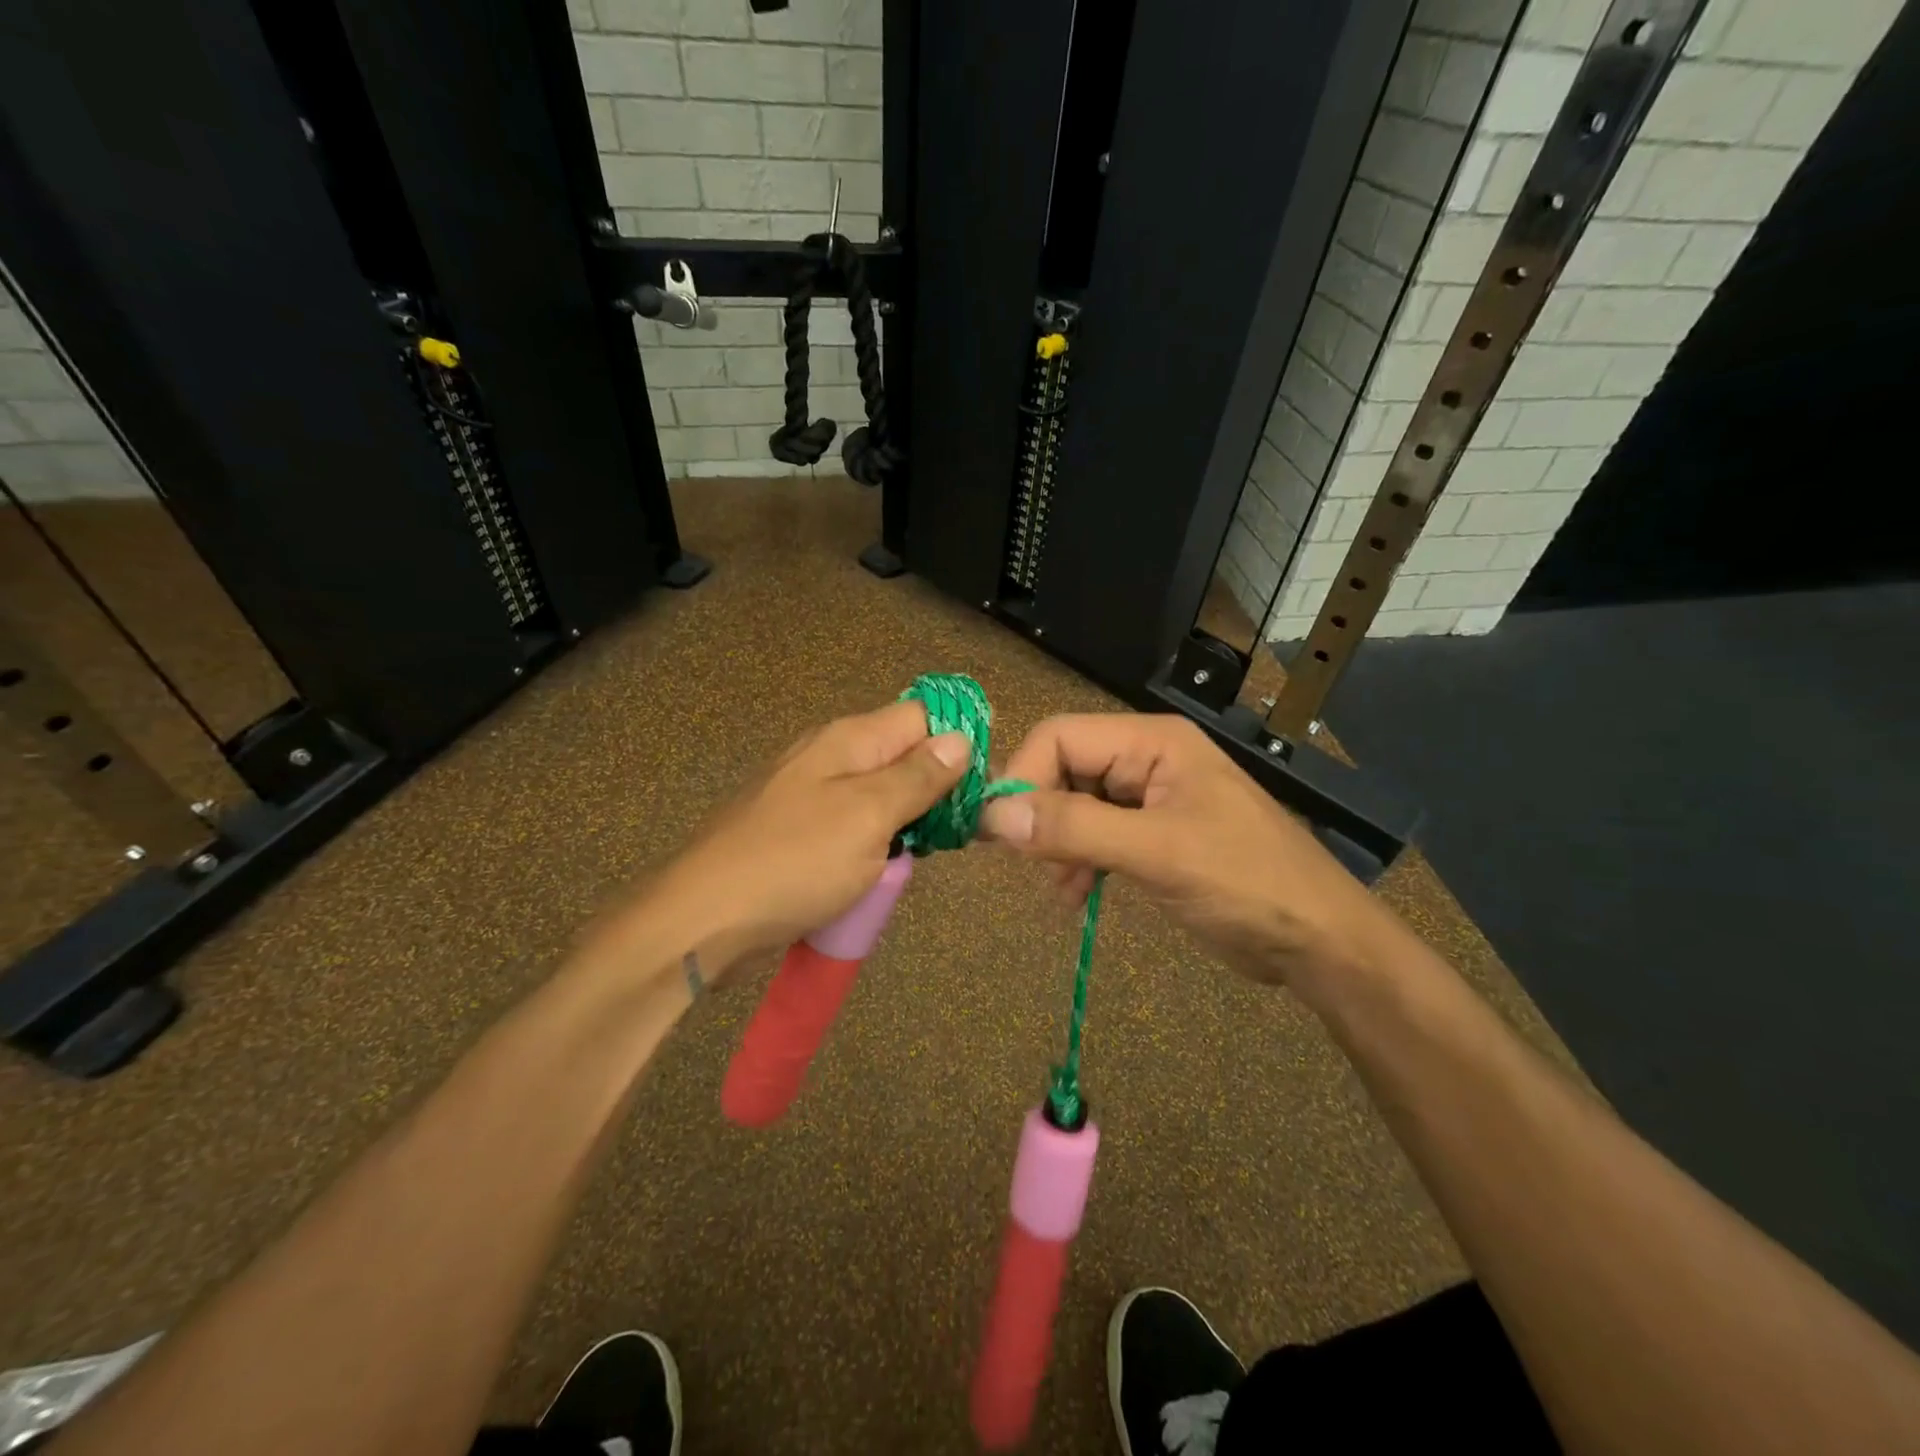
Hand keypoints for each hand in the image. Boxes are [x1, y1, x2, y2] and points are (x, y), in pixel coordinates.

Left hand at [618, 700, 967, 986]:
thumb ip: (917, 776)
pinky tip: (886, 870)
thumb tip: (960, 738)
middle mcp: (830, 756)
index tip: (985, 784)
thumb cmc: (794, 862)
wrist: (702, 919)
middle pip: (903, 755)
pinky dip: (878, 844)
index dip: (958, 741)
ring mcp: (811, 796)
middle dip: (937, 787)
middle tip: (962, 829)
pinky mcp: (800, 833)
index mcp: (849, 739)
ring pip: (881, 795)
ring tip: (929, 853)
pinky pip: (855, 826)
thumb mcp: (869, 816)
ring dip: (909, 821)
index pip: (921, 715)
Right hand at [980, 713, 1389, 990]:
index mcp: (1152, 742)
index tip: (998, 831)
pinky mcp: (1154, 836)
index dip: (1023, 777)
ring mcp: (1151, 799)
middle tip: (1029, 864)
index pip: (1060, 738)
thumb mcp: (1158, 852)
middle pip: (1064, 769)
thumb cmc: (1247, 882)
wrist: (1320, 941)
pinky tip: (1077, 897)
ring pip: (1076, 805)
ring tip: (1060, 889)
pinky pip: (1097, 835)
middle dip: (1041, 815)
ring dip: (1058, 844)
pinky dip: (1079, 862)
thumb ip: (1075, 829)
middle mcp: (1147, 760)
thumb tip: (994, 816)